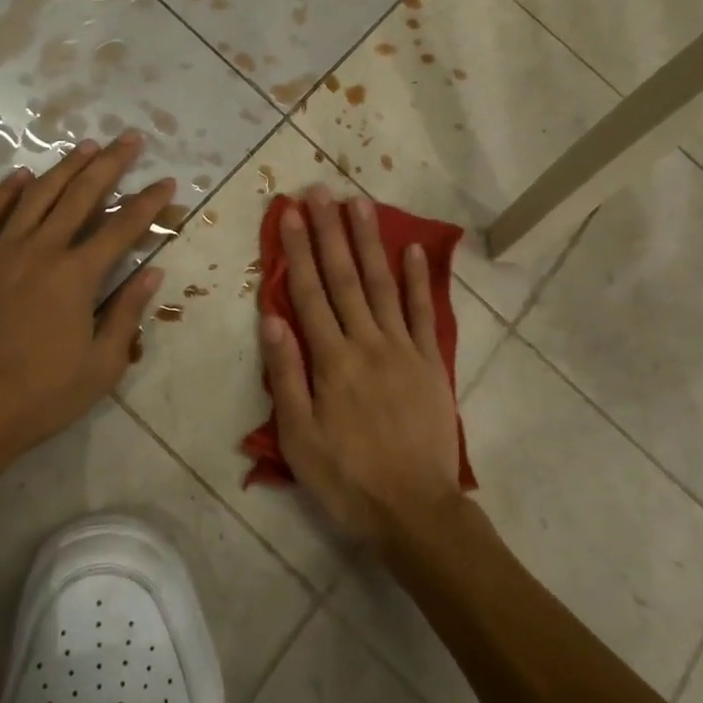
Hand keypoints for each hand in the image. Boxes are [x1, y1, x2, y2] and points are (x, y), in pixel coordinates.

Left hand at [0, 133, 172, 483]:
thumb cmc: (41, 393)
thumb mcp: (101, 364)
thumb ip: (127, 312)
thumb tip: (151, 272)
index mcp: (78, 275)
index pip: (122, 227)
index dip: (148, 202)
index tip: (166, 180)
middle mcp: (42, 250)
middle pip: (81, 195)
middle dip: (110, 164)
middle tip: (129, 139)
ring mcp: (0, 252)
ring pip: (37, 196)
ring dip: (64, 168)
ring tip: (85, 146)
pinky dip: (5, 192)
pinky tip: (20, 176)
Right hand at [259, 186, 465, 545]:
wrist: (415, 511)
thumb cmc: (347, 478)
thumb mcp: (299, 437)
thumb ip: (286, 374)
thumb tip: (272, 317)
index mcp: (331, 360)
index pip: (309, 293)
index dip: (298, 250)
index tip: (291, 213)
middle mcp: (366, 342)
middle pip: (343, 277)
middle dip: (330, 231)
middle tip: (321, 191)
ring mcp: (403, 348)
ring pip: (381, 284)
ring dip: (368, 242)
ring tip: (359, 203)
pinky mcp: (430, 362)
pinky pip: (424, 313)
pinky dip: (417, 279)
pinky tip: (411, 249)